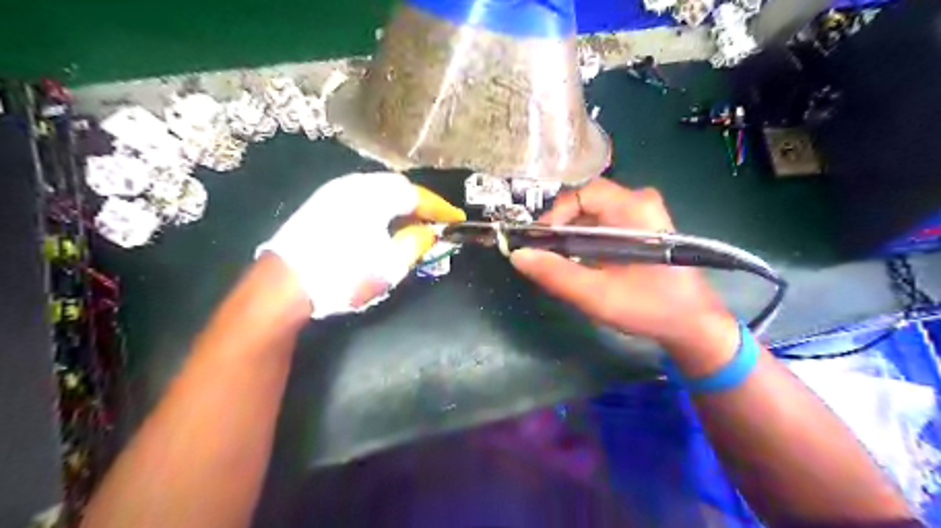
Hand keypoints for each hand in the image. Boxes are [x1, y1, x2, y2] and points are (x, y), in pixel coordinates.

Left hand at [255, 171, 461, 317]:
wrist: (284, 285)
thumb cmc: (343, 275)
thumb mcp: (389, 265)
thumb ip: (415, 244)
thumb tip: (429, 232)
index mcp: (375, 196)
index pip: (418, 196)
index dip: (440, 208)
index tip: (456, 219)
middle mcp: (355, 184)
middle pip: (398, 186)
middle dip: (420, 202)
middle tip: (434, 220)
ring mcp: (334, 191)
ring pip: (378, 189)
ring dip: (399, 203)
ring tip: (412, 221)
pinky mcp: (321, 202)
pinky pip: (361, 195)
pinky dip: (380, 204)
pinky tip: (382, 221)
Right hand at [512, 178, 730, 349]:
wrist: (694, 324)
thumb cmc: (650, 307)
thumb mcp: (597, 295)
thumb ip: (556, 275)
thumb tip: (518, 255)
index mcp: (635, 209)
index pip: (583, 193)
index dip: (556, 214)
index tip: (540, 241)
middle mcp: (640, 203)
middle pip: (586, 203)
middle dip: (560, 228)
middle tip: (545, 254)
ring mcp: (642, 216)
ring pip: (593, 215)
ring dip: (571, 236)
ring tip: (558, 262)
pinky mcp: (641, 230)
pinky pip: (604, 226)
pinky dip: (585, 242)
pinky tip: (579, 264)